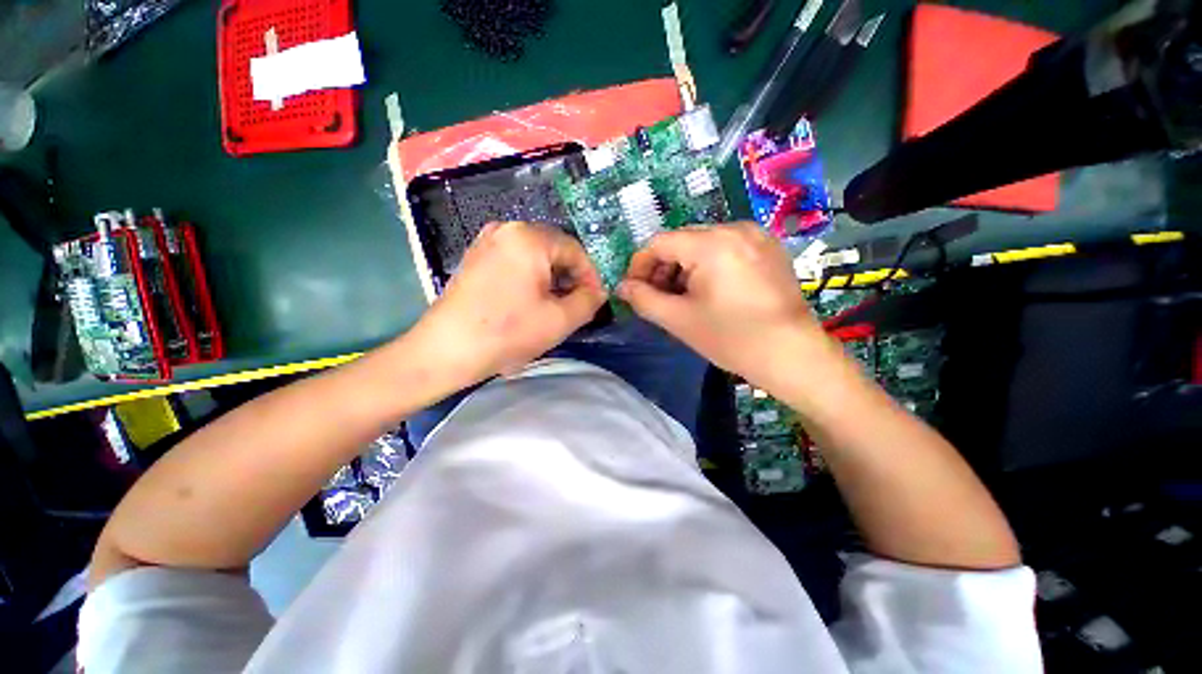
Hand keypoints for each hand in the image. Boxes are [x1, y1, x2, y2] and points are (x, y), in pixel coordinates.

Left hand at [409, 221, 606, 384]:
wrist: (446, 350)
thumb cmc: (507, 332)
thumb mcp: (560, 320)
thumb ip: (589, 301)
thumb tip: (598, 291)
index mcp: (529, 237)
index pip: (575, 250)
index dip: (591, 276)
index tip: (596, 300)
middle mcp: (507, 229)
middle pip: (554, 250)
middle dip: (570, 278)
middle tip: (577, 305)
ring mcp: (487, 241)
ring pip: (535, 257)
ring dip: (551, 280)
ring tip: (556, 307)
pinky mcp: (476, 257)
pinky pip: (515, 262)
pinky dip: (531, 279)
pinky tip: (530, 302)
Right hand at [618, 223, 825, 384]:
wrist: (793, 355)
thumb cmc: (732, 338)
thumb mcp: (678, 320)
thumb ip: (643, 299)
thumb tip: (622, 287)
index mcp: (712, 243)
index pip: (659, 242)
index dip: (639, 265)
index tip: (633, 290)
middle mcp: (735, 228)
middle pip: (682, 241)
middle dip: (662, 269)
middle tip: (657, 298)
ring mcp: (756, 236)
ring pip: (703, 245)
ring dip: (684, 268)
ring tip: (682, 298)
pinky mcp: (768, 248)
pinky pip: (725, 249)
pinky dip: (707, 266)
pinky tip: (708, 292)